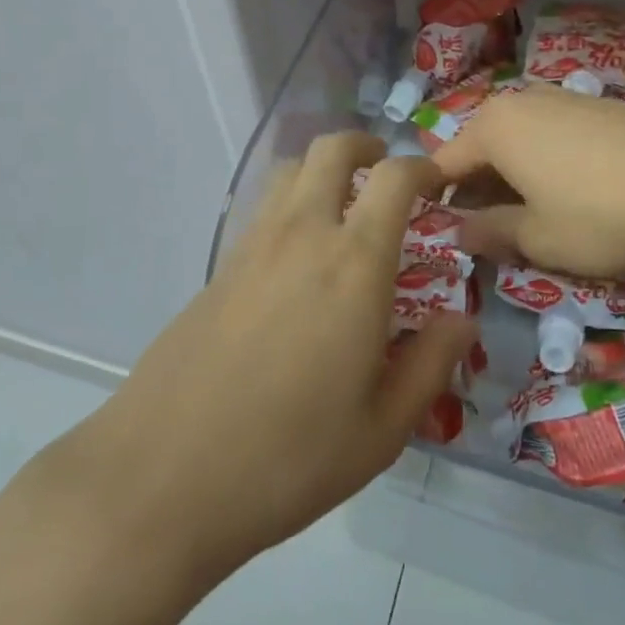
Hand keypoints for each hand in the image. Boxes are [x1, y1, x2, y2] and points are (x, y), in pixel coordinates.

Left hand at [41, 132, 477, 597]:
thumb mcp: (382, 429)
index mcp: (354, 263)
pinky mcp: (218, 268)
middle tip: (385, 174)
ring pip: (290, 171)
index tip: (437, 185)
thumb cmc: (289, 458)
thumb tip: (461, 319)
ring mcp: (252, 246)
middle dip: (365, 146)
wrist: (163, 477)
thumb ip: (431, 364)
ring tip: (343, 209)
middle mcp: (303, 234)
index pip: (394, 178)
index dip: (422, 167)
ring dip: (323, 171)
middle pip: (331, 150)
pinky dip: (290, 206)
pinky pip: (262, 210)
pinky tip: (297, 261)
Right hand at [435, 84, 624, 275]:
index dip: (435, 203)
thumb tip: (458, 231)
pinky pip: (546, 137)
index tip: (439, 239)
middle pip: (478, 151)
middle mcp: (517, 102)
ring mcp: (557, 99)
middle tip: (485, 240)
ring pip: (513, 144)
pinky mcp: (591, 106)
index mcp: (492, 128)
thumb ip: (490, 233)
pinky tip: (565, 197)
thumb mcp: (539, 238)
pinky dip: (540, 167)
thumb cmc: (603, 211)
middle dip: (475, 194)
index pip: (442, 166)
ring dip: (509, 182)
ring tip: (526, 223)